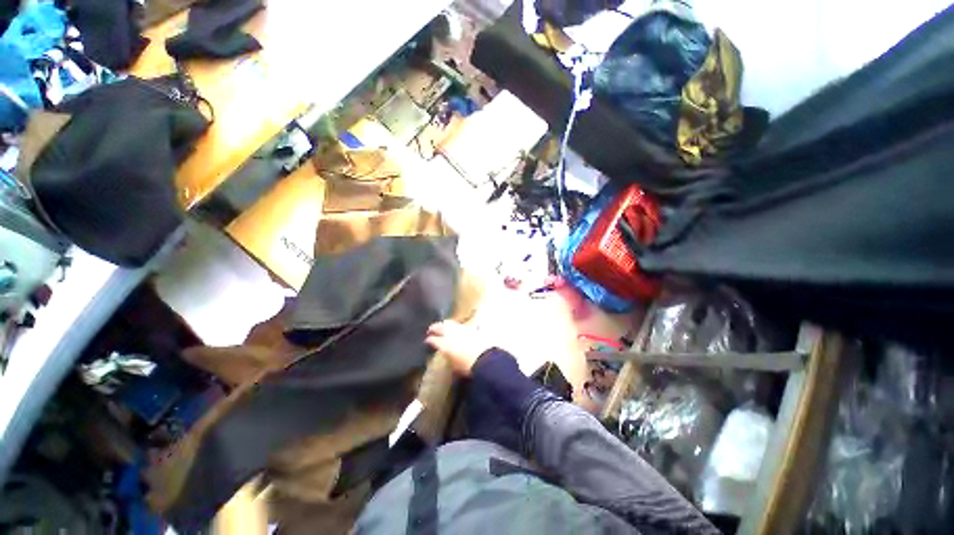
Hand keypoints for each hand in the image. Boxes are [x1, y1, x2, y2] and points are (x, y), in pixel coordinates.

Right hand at [425, 321, 491, 376]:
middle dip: (434, 328)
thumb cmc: (468, 366)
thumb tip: (447, 355)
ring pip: (449, 323)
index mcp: (444, 344)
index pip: (432, 340)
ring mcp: (461, 329)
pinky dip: (455, 326)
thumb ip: (449, 358)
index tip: (427, 341)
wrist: (485, 358)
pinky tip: (456, 328)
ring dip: (444, 324)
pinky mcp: (470, 328)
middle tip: (431, 330)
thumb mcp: (454, 366)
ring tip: (442, 326)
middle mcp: (451, 333)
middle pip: (440, 327)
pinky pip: (459, 325)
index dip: (429, 340)